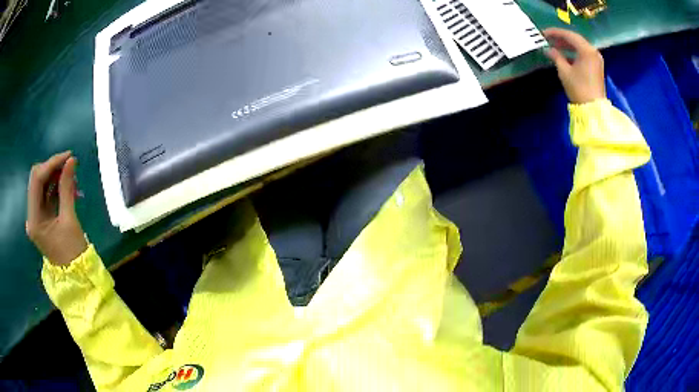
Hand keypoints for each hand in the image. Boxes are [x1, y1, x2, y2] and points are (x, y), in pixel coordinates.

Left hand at [26, 151, 87, 265]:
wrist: (76, 278)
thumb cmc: (73, 253)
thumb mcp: (69, 220)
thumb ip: (67, 189)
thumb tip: (71, 161)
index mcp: (34, 219)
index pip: (37, 180)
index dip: (51, 164)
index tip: (69, 156)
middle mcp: (32, 215)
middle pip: (37, 180)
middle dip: (53, 169)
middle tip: (70, 165)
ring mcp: (36, 216)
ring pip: (43, 186)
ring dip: (56, 177)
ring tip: (73, 178)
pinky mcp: (43, 218)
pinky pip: (47, 195)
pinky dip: (57, 187)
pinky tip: (69, 187)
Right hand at [544, 28, 605, 103]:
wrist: (593, 110)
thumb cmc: (579, 89)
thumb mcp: (564, 71)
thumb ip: (556, 57)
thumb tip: (548, 49)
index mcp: (586, 50)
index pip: (568, 35)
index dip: (555, 33)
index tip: (543, 33)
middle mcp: (593, 51)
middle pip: (575, 39)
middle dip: (561, 38)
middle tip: (548, 39)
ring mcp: (596, 59)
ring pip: (579, 46)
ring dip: (567, 46)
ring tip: (555, 47)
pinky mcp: (596, 67)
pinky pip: (584, 54)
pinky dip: (574, 52)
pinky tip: (565, 55)